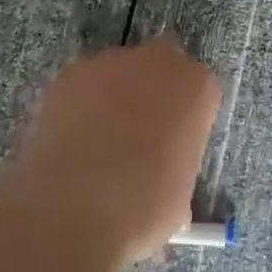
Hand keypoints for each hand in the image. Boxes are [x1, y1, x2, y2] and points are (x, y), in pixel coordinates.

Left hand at [2, 40, 219, 266]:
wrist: (72, 210)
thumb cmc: (141, 210)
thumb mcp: (179, 201)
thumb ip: (177, 169)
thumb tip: (162, 176)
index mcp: (196, 88)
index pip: (200, 92)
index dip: (187, 120)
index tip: (175, 149)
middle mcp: (158, 61)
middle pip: (162, 68)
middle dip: (154, 94)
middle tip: (139, 139)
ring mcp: (112, 61)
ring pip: (120, 73)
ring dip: (115, 98)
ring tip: (98, 146)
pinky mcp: (73, 71)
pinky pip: (85, 85)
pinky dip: (81, 106)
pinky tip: (72, 143)